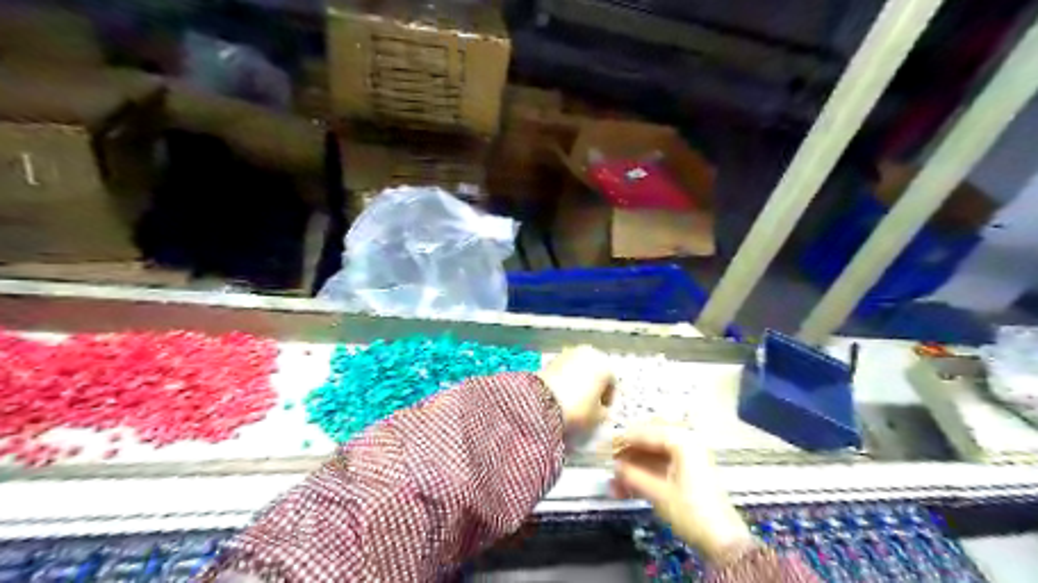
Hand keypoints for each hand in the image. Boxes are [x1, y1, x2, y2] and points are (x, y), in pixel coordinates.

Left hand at [539, 345, 609, 432]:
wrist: (542, 401)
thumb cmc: (577, 408)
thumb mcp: (597, 416)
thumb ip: (604, 412)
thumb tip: (601, 409)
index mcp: (605, 366)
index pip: (612, 382)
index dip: (608, 398)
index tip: (602, 409)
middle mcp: (590, 354)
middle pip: (597, 371)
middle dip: (594, 385)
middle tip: (589, 402)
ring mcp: (571, 353)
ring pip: (581, 368)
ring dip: (581, 379)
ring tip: (575, 397)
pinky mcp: (554, 357)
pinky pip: (567, 368)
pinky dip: (568, 377)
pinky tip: (563, 391)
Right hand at [610, 426, 750, 562]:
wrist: (722, 540)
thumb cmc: (690, 510)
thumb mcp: (657, 493)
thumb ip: (633, 475)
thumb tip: (614, 466)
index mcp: (682, 441)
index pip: (646, 433)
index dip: (623, 440)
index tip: (604, 446)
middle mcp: (686, 444)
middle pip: (649, 442)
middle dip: (628, 454)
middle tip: (609, 463)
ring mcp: (688, 460)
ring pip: (653, 457)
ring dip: (633, 468)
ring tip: (614, 483)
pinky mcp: (688, 475)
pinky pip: (661, 468)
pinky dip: (644, 476)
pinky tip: (626, 490)